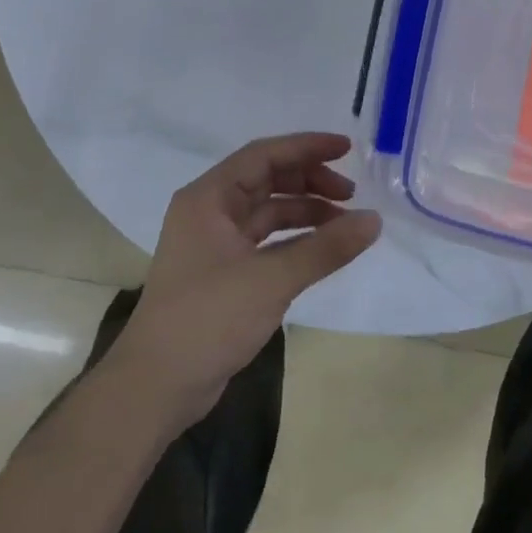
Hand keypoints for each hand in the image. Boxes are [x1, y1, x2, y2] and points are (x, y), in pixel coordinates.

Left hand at [103, 132, 380, 432]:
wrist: (157, 385)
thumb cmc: (208, 319)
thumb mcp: (272, 279)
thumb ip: (325, 248)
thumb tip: (374, 220)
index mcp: (208, 198)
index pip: (263, 155)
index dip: (306, 147)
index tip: (346, 148)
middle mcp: (209, 212)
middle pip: (266, 179)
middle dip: (309, 180)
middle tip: (351, 193)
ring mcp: (214, 243)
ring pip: (267, 212)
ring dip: (305, 211)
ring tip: (345, 223)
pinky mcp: (223, 272)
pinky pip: (266, 241)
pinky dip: (295, 240)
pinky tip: (323, 249)